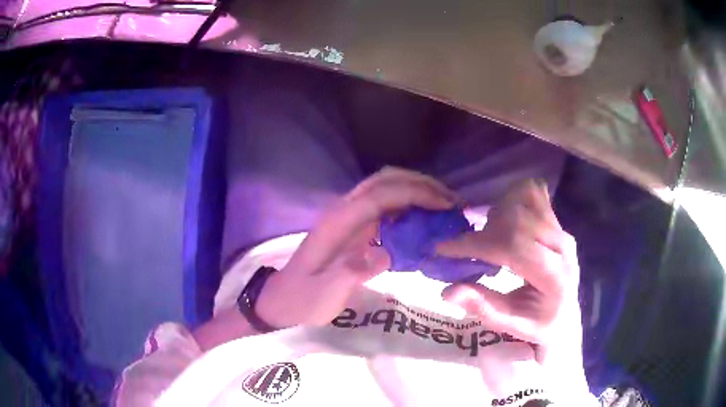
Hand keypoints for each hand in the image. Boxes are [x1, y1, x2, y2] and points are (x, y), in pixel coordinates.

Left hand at [256, 167, 460, 327]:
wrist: (283, 299)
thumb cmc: (304, 298)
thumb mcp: (324, 294)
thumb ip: (350, 273)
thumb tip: (385, 253)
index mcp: (338, 222)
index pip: (381, 194)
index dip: (415, 194)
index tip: (446, 206)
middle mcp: (345, 211)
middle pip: (385, 180)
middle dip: (421, 184)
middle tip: (452, 202)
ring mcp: (349, 217)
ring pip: (386, 188)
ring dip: (417, 190)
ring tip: (445, 206)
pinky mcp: (355, 227)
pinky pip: (386, 206)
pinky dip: (409, 205)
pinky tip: (426, 220)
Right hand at [437, 179, 580, 364]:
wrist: (565, 315)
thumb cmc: (539, 325)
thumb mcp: (510, 325)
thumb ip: (482, 307)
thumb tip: (447, 291)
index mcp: (554, 276)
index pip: (512, 246)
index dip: (475, 244)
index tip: (442, 249)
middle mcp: (562, 245)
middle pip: (516, 219)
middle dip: (483, 232)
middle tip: (465, 249)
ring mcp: (561, 229)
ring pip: (523, 200)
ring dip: (497, 214)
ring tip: (489, 238)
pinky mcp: (557, 222)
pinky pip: (532, 194)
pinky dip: (511, 198)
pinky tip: (503, 220)